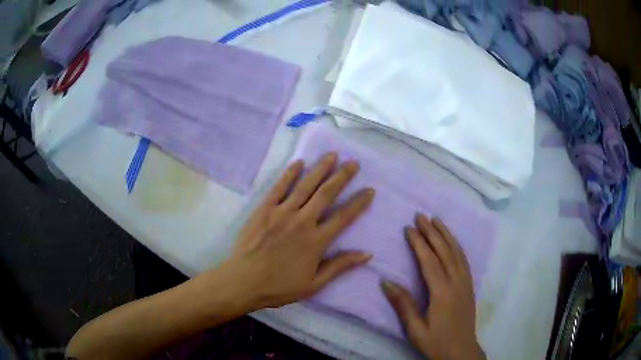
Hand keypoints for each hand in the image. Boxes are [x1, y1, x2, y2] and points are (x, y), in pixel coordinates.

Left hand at [222, 152, 374, 310]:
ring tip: (332, 155)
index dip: (359, 203)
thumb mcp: (314, 284)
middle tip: (353, 163)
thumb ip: (340, 266)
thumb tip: (367, 254)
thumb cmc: (280, 286)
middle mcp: (302, 221)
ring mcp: (282, 213)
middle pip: (326, 194)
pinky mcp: (264, 209)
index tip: (370, 190)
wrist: (243, 281)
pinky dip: (290, 174)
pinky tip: (299, 162)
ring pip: (305, 186)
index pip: (344, 217)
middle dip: (342, 176)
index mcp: (316, 241)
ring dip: (320, 169)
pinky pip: (279, 188)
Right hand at [382, 215, 484, 359]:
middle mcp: (456, 282)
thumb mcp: (415, 329)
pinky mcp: (469, 286)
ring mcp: (465, 283)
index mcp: (442, 292)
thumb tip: (385, 282)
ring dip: (446, 234)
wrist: (461, 351)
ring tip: (437, 220)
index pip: (429, 261)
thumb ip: (403, 305)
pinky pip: (464, 260)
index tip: (409, 228)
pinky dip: (457, 246)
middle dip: (432, 232)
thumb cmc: (436, 342)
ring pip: (457, 252)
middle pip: (444, 251)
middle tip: (421, 216)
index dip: (419, 243)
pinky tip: (452, 241)